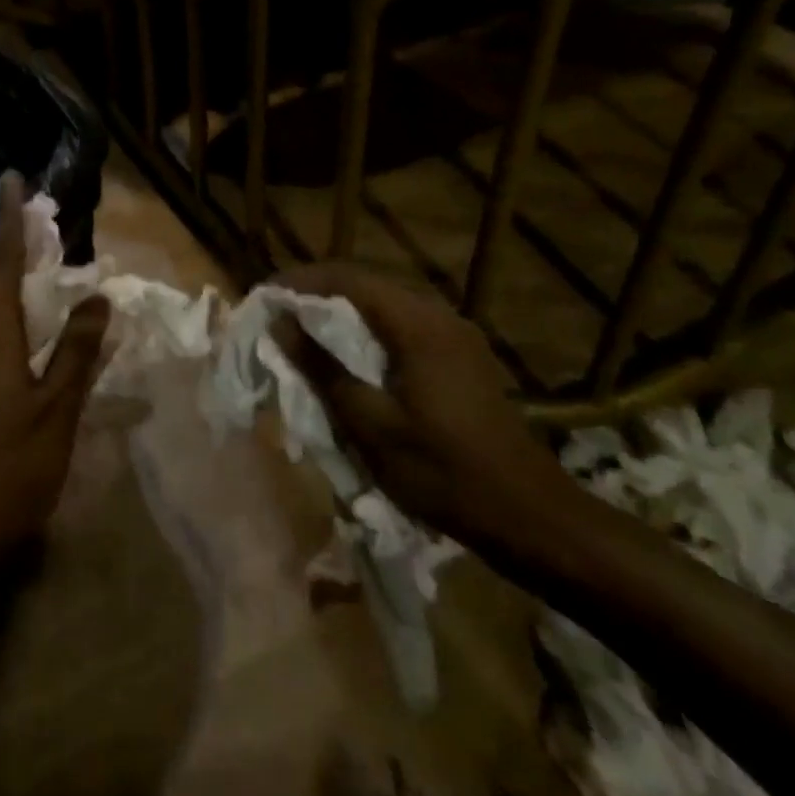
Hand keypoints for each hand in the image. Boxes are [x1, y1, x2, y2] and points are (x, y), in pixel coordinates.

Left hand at [0, 173, 111, 562]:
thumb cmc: (6, 469)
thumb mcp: (56, 412)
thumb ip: (77, 352)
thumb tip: (97, 298)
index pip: (2, 261)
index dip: (9, 219)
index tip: (9, 178)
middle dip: (22, 263)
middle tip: (52, 247)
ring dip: (20, 308)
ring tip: (55, 307)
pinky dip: (11, 341)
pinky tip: (32, 362)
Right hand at [269, 262, 582, 550]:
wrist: (530, 517)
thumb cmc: (442, 472)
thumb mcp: (369, 424)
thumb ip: (322, 367)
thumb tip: (281, 322)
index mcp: (417, 325)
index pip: (347, 278)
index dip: (300, 281)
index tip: (264, 296)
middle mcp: (438, 316)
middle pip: (365, 284)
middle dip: (316, 293)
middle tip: (277, 315)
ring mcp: (454, 335)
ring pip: (383, 304)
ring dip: (340, 311)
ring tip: (303, 332)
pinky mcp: (461, 355)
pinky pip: (402, 325)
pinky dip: (366, 329)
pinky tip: (349, 355)